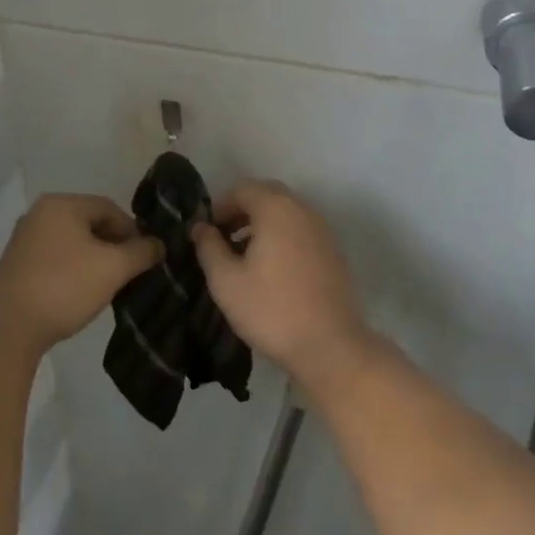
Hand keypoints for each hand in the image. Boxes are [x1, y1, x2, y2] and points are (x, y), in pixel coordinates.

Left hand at [0, 194, 163, 355]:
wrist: (8, 331)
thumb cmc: (64, 287)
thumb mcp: (113, 268)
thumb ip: (141, 252)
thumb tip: (159, 244)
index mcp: (61, 204)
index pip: (109, 208)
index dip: (132, 230)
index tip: (145, 256)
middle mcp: (39, 214)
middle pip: (89, 222)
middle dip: (113, 245)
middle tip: (129, 271)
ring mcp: (24, 239)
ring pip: (72, 241)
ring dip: (94, 258)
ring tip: (108, 284)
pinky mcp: (15, 265)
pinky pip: (55, 257)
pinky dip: (72, 269)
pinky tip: (80, 291)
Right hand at [190, 180, 374, 391]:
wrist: (330, 346)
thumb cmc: (271, 310)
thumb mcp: (226, 281)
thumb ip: (209, 247)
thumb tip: (200, 227)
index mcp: (276, 208)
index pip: (242, 188)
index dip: (219, 206)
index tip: (206, 233)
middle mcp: (302, 209)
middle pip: (266, 195)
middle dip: (241, 212)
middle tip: (223, 240)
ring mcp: (322, 229)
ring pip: (286, 213)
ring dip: (262, 224)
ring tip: (244, 256)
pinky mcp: (333, 250)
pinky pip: (301, 230)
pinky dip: (283, 237)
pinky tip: (273, 269)